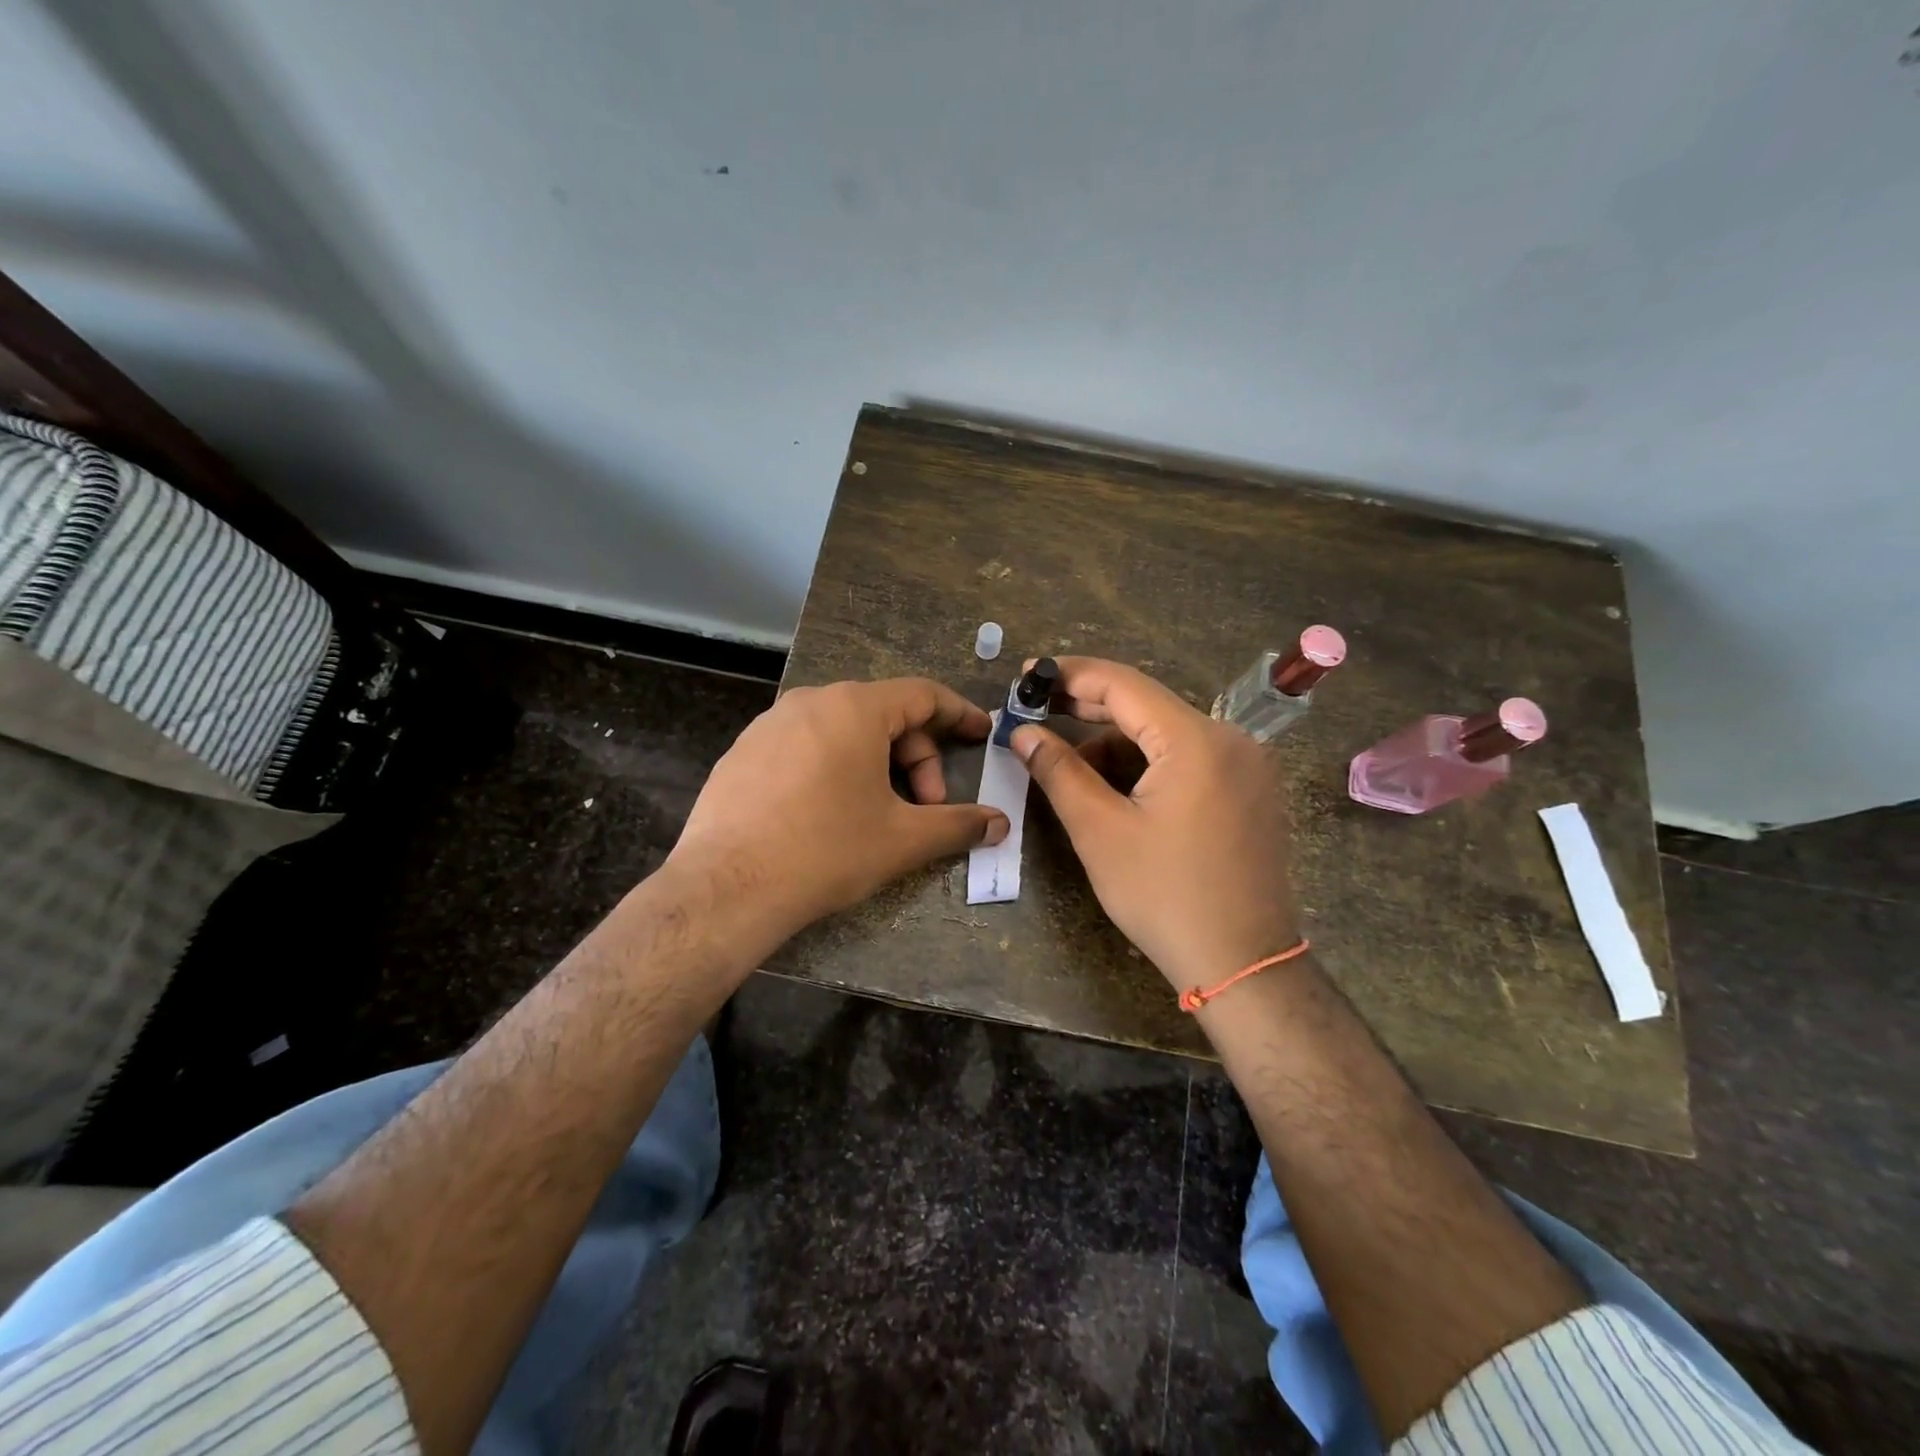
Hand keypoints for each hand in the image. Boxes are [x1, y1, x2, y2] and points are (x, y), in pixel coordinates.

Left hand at [668, 678, 1008, 948]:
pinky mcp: (743, 752)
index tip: (981, 734)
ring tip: (880, 812)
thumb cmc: (826, 851)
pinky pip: (807, 746)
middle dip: (917, 758)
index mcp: (854, 708)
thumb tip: (1000, 824)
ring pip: (844, 731)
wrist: (726, 888)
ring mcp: (769, 724)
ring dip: (877, 764)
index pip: (923, 695)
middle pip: (884, 715)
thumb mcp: (902, 839)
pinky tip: (830, 814)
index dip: (959, 714)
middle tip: (927, 806)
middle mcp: (811, 701)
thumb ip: (958, 825)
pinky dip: (835, 768)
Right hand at [1010, 657, 1299, 995]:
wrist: (1244, 964)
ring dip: (1116, 744)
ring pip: (1166, 735)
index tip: (1028, 676)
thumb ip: (1059, 771)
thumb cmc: (1164, 896)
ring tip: (1072, 772)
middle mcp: (1230, 740)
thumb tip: (1023, 733)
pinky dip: (1147, 765)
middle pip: (1147, 706)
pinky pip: (1189, 759)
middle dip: (1088, 709)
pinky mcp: (1250, 792)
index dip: (1070, 676)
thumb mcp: (1100, 831)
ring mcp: (1247, 766)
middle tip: (1037, 713)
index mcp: (1196, 740)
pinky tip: (1116, 791)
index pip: (1123, 685)